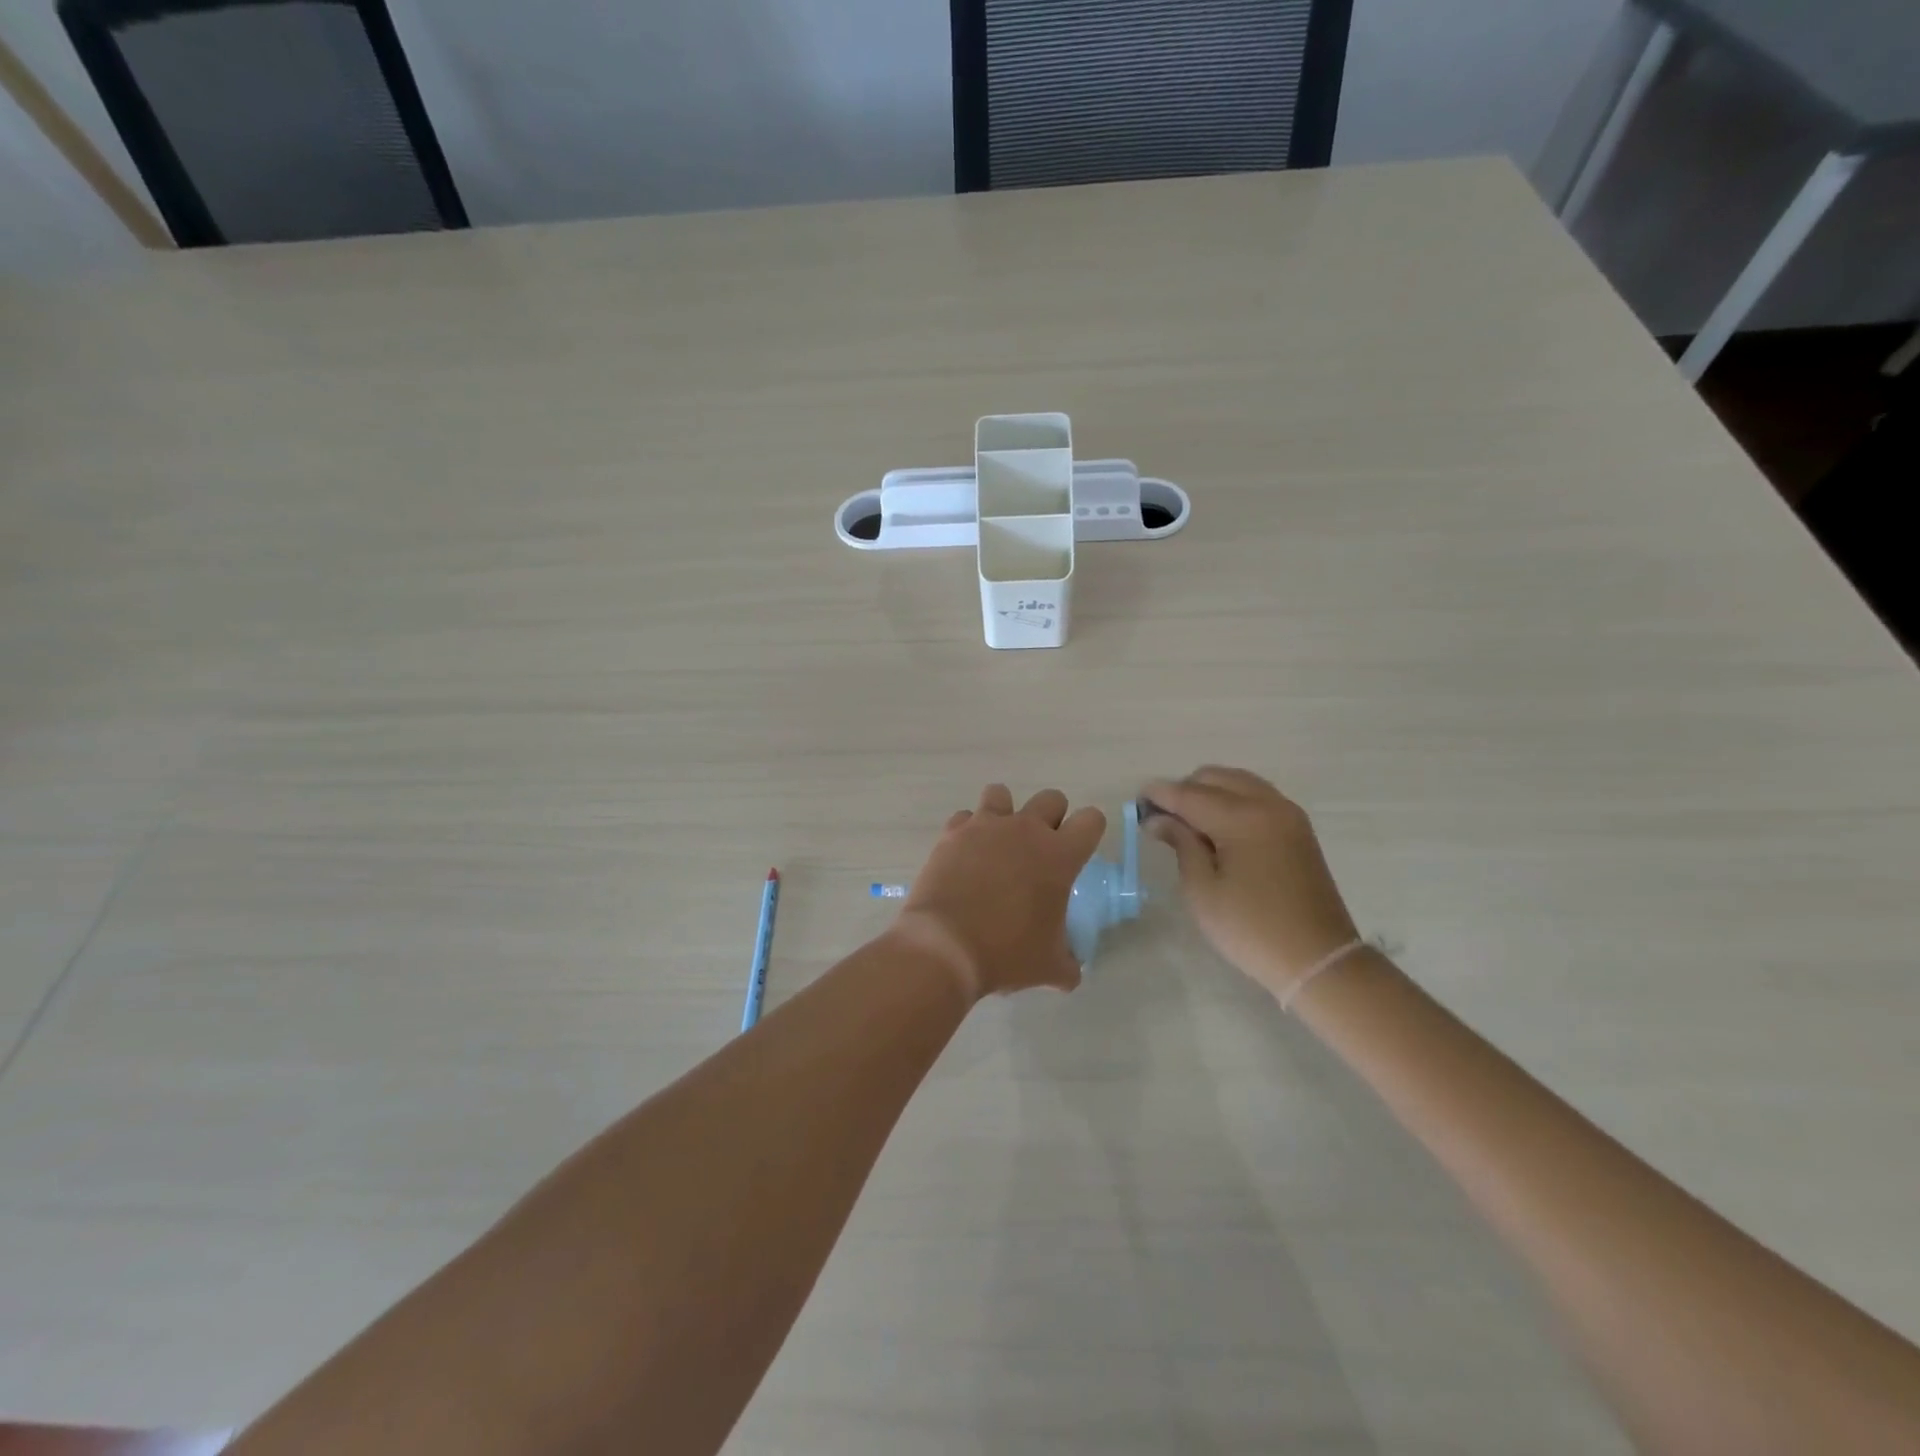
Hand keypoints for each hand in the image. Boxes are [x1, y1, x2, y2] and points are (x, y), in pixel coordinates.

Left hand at [889, 784, 1105, 1000]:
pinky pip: (964, 817)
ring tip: (998, 843)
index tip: (1079, 851)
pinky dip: (967, 831)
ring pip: (1001, 793)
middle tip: (1040, 851)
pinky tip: (964, 856)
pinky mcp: (952, 834)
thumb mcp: (1048, 967)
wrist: (946, 947)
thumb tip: (1071, 971)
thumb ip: (1067, 963)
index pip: (1091, 820)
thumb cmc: (1006, 954)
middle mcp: (1025, 830)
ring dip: (1005, 813)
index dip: (1089, 832)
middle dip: (1051, 818)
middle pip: (1051, 798)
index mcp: (1059, 855)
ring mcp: (985, 827)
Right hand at [1143, 767, 1360, 1001]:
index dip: (1160, 795)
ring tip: (1187, 822)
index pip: (1190, 794)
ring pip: (1238, 782)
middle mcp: (1268, 804)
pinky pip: (1256, 796)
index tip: (1136, 800)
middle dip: (1184, 790)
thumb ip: (1181, 844)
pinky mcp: (1298, 828)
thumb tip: (1159, 818)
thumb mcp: (1202, 890)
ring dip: (1208, 792)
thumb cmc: (1251, 929)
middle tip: (1161, 817)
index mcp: (1243, 818)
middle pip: (1215, 778)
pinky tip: (1217, 826)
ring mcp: (1288, 814)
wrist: (1318, 960)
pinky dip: (1231, 799)